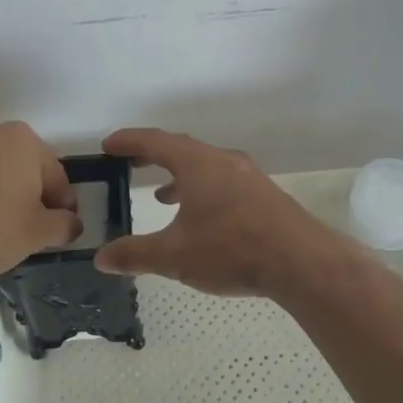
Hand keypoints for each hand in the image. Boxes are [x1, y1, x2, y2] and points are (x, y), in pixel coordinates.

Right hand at [91, 128, 350, 296]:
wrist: (301, 261)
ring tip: (162, 197)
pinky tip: (202, 219)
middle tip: (129, 163)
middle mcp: (223, 160)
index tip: (108, 145)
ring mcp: (248, 176)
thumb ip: (135, 254)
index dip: (129, 141)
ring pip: (205, 166)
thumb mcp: (175, 256)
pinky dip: (202, 190)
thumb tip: (101, 258)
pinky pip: (223, 181)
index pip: (155, 141)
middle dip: (153, 155)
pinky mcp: (264, 194)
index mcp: (197, 163)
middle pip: (181, 149)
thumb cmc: (231, 250)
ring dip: (180, 176)